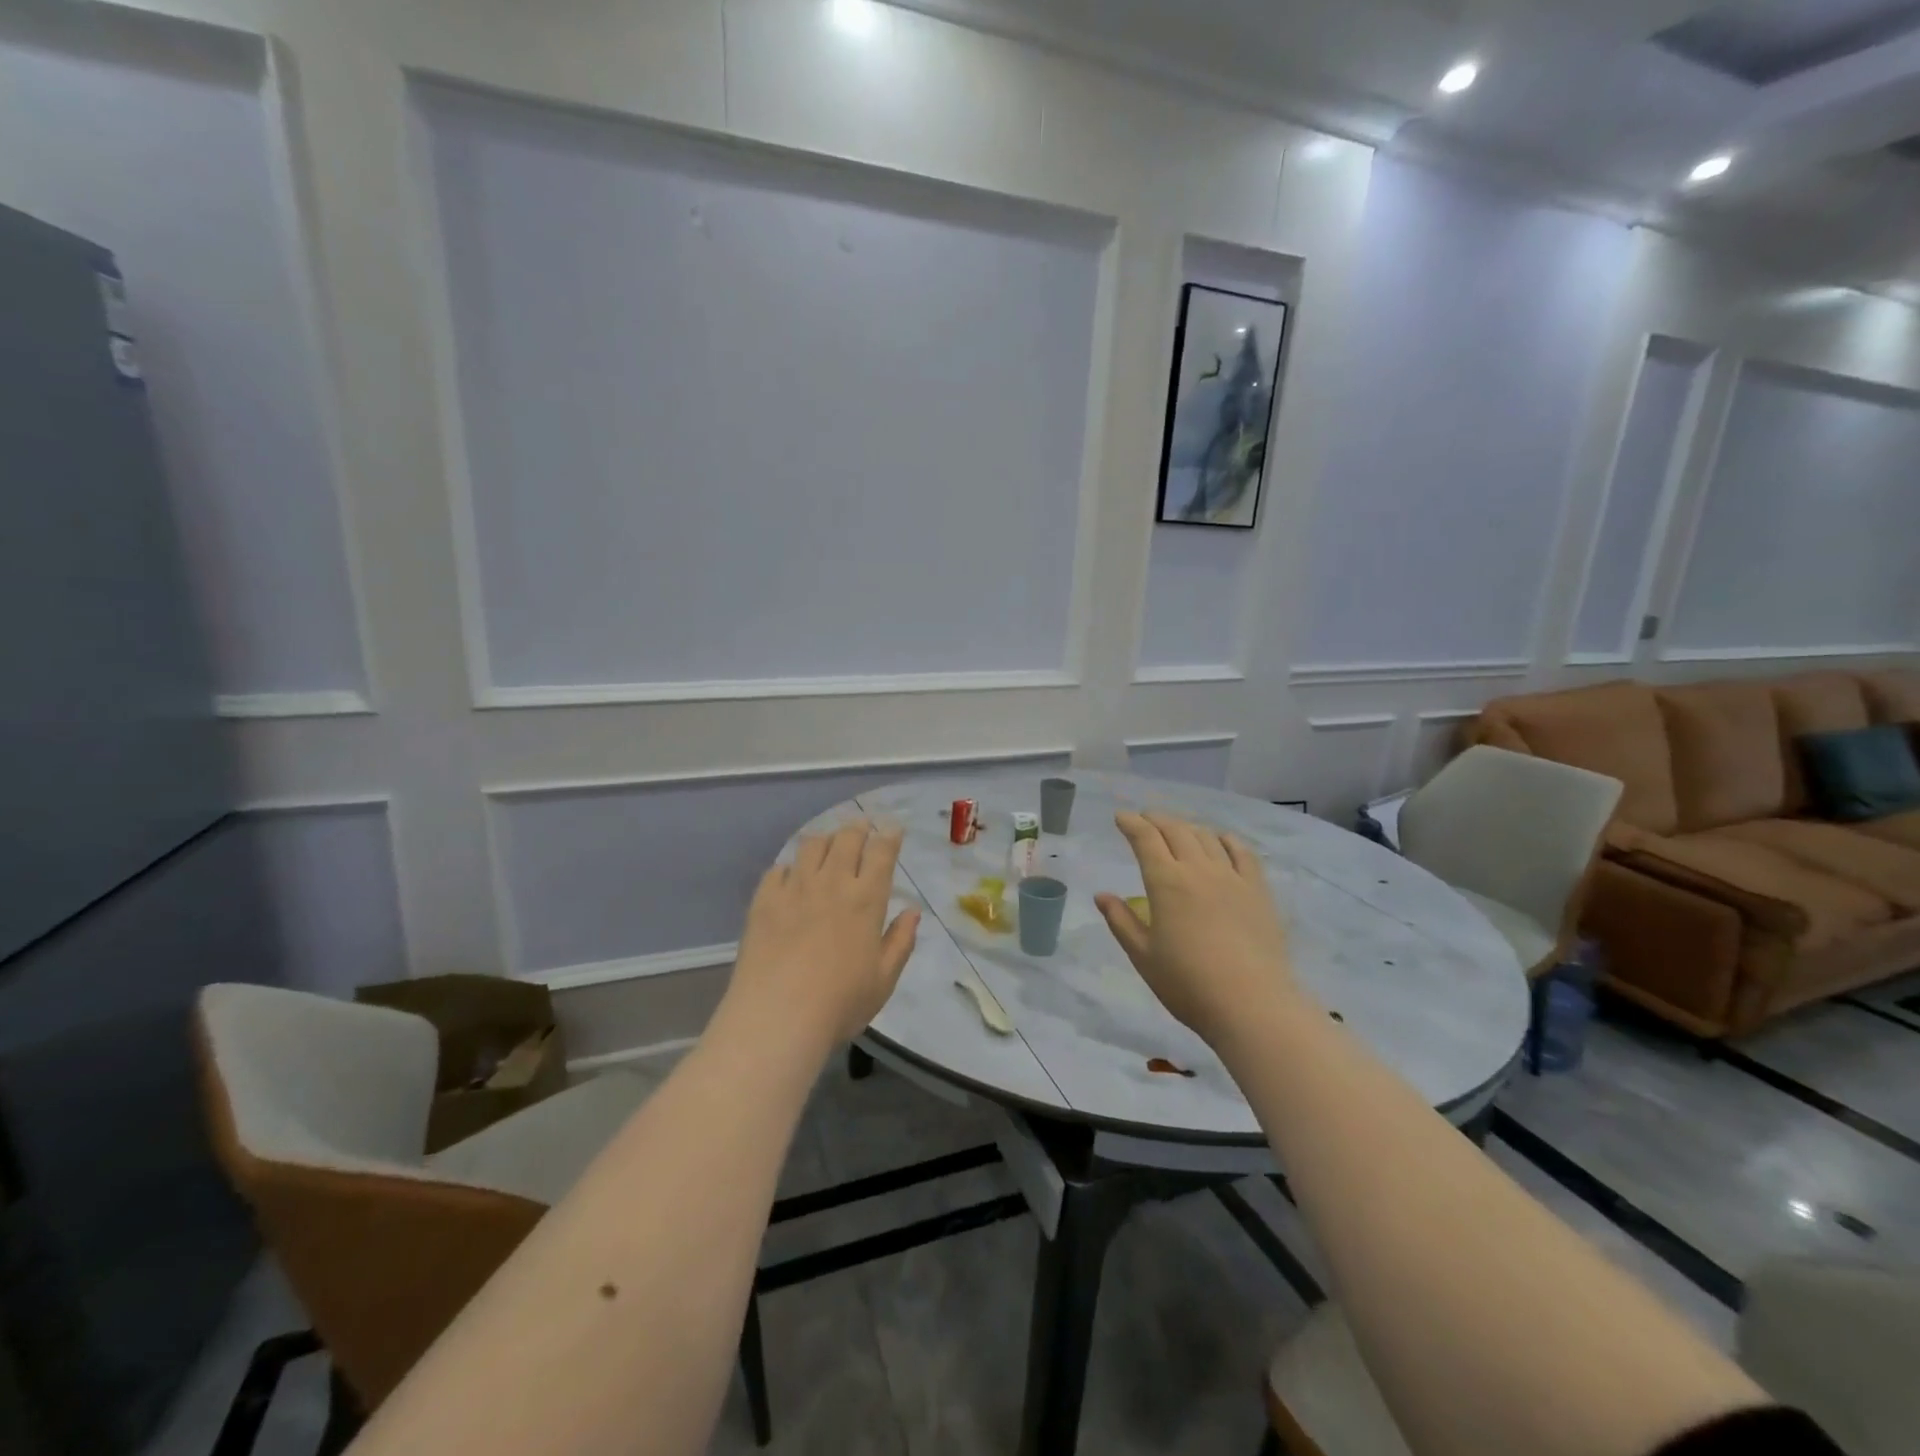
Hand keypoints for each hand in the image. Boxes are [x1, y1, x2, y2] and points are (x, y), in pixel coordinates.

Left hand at [728, 821, 920, 1047]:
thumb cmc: (840, 1003)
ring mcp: (794, 888)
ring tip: (828, 844)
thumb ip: (900, 941)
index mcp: (866, 899)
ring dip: (825, 839)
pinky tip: (791, 875)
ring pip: (811, 845)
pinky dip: (789, 866)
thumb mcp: (884, 980)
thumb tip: (913, 911)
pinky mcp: (763, 901)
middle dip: (858, 827)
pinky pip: (778, 869)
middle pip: (846, 838)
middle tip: (862, 827)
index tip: (893, 829)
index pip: (881, 852)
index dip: (889, 836)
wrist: (777, 1017)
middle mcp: (831, 883)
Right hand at [1095, 812, 1298, 1051]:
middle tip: (1145, 819)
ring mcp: (1232, 877)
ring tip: (1178, 829)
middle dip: (1157, 819)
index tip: (1121, 817)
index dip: (1131, 823)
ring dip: (1187, 827)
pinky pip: (1242, 853)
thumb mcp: (1143, 956)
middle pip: (1176, 830)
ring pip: (1207, 837)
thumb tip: (1102, 895)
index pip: (1146, 839)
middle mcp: (1198, 870)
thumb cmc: (1188, 984)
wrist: (1252, 1004)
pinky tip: (1221, 840)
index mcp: (1166, 883)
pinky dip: (1227, 840)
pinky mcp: (1258, 891)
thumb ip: (1121, 921)